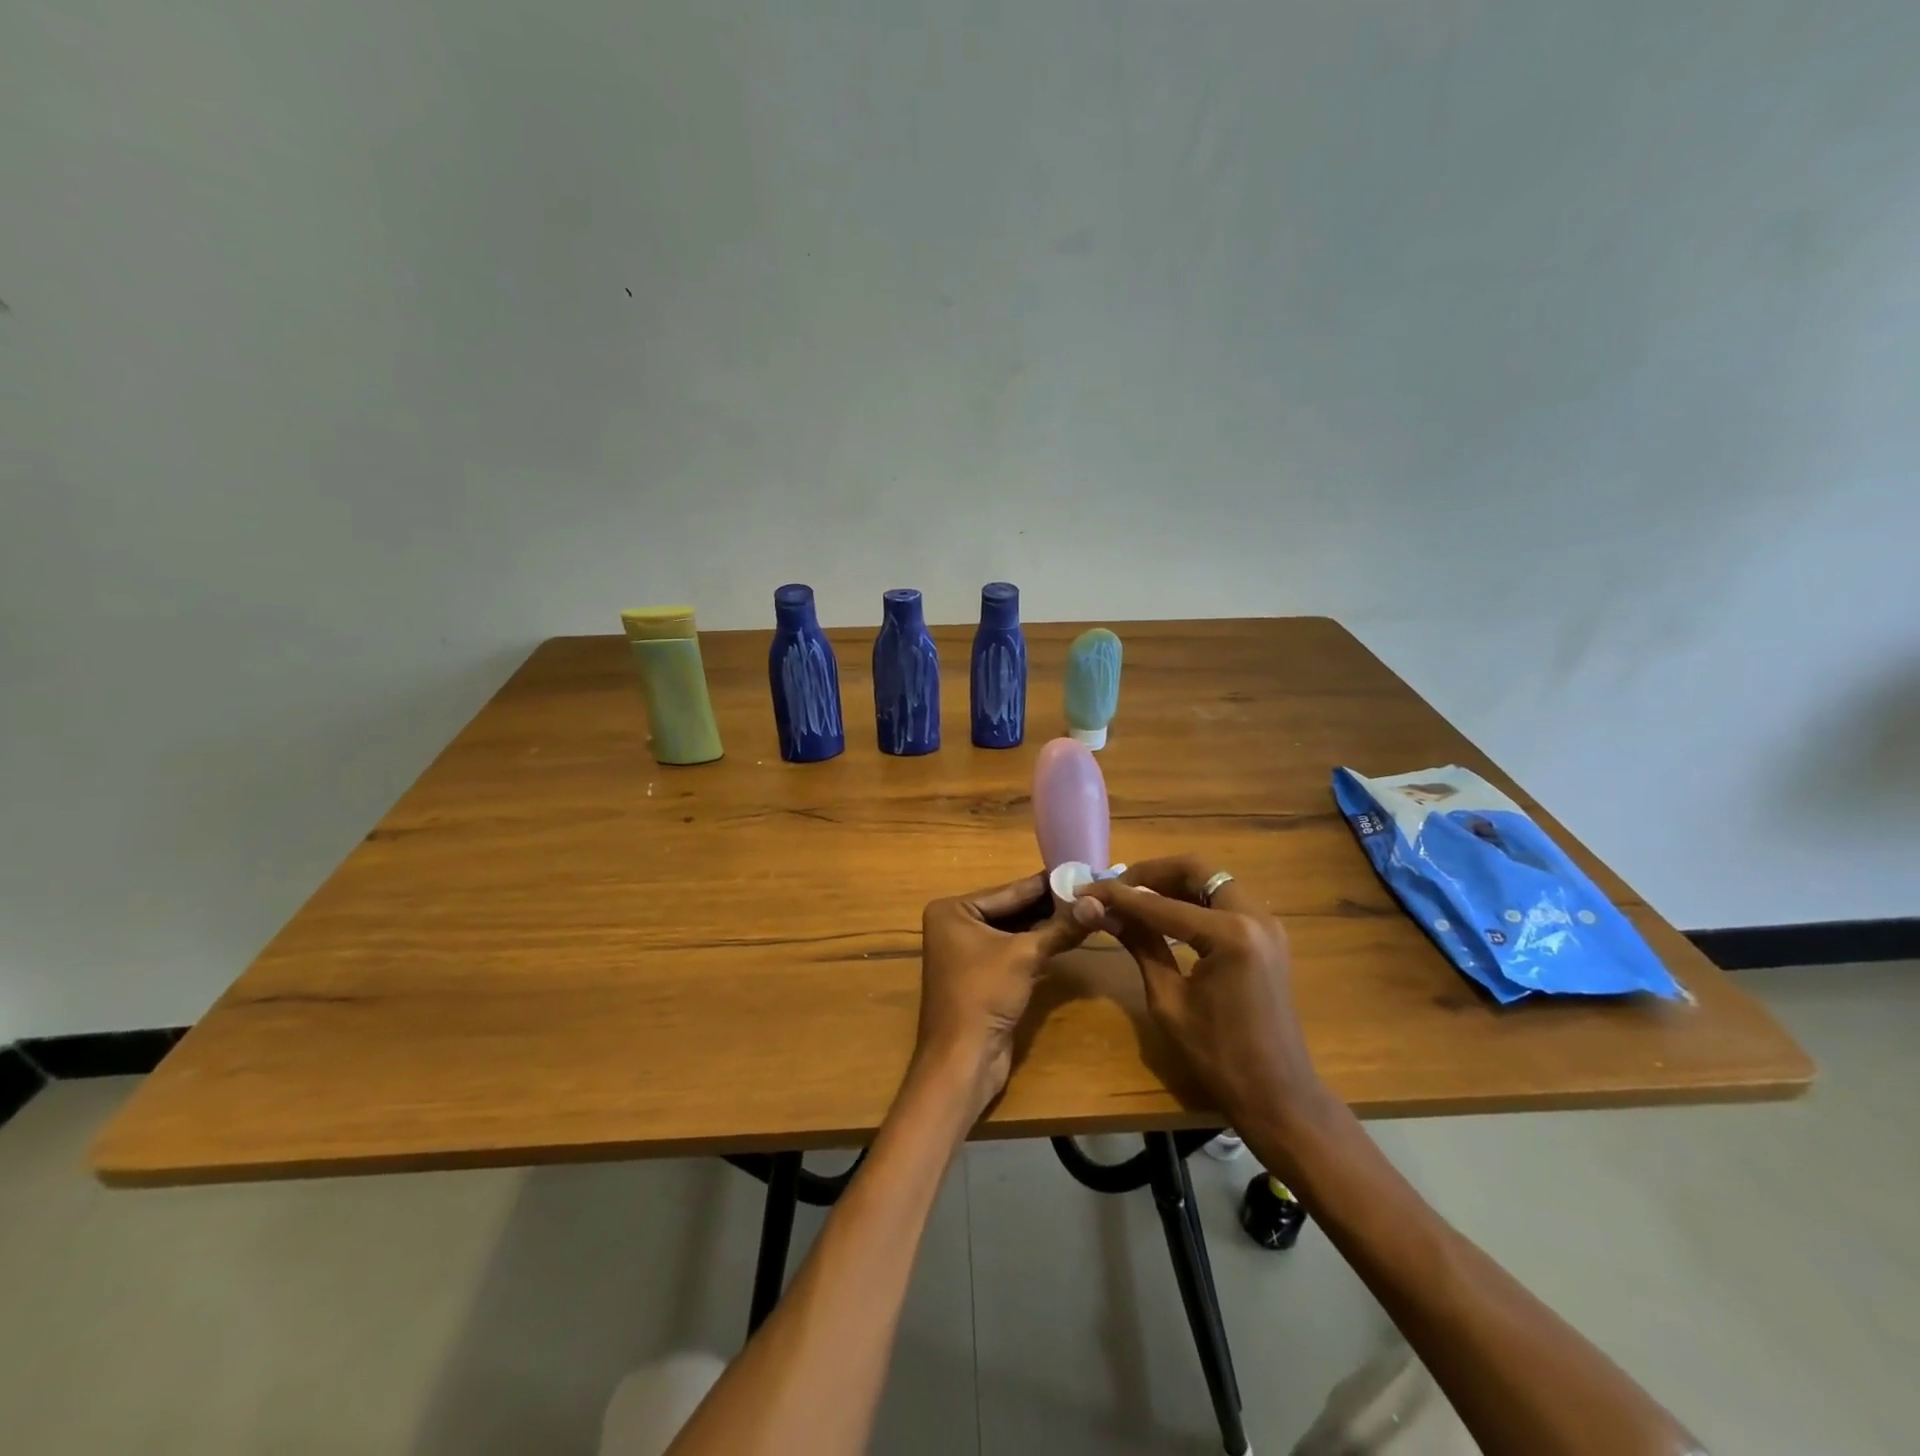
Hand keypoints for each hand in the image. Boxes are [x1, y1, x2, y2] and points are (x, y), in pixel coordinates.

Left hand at [917, 873, 1088, 1112]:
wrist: (963, 1059)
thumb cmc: (984, 994)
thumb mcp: (1025, 955)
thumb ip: (1060, 928)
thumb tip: (1097, 904)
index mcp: (953, 910)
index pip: (1009, 891)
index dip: (1045, 884)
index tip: (1078, 870)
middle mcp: (955, 924)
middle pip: (1011, 910)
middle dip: (1048, 905)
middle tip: (1087, 891)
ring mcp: (967, 951)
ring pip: (1014, 931)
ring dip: (1046, 926)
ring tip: (1085, 911)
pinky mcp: (981, 975)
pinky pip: (1013, 951)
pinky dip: (1037, 946)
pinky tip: (1068, 937)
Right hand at [1071, 856, 1322, 1129]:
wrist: (1278, 1094)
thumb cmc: (1218, 1056)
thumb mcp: (1168, 999)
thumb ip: (1139, 945)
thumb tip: (1100, 910)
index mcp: (1229, 935)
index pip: (1160, 904)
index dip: (1118, 895)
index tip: (1086, 889)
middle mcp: (1254, 916)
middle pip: (1196, 869)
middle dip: (1152, 873)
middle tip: (1117, 887)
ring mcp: (1267, 923)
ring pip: (1213, 879)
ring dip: (1173, 882)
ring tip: (1135, 898)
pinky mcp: (1269, 935)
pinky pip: (1226, 899)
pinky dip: (1194, 898)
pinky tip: (1166, 913)